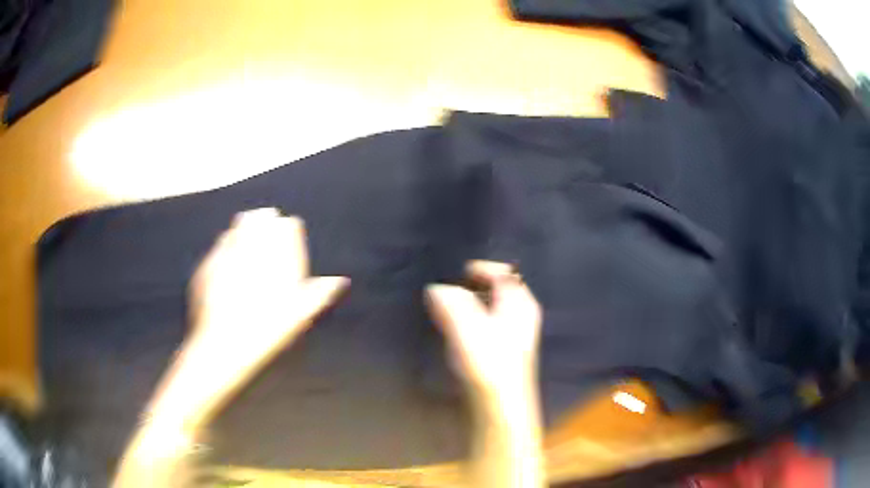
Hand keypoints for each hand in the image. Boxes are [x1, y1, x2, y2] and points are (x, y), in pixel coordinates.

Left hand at [158, 208, 347, 426]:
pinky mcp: (205, 268)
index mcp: (272, 259)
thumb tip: (339, 281)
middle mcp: (246, 251)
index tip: (288, 226)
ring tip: (247, 239)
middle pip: (257, 220)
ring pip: (235, 230)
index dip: (287, 228)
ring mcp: (222, 257)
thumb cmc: (266, 334)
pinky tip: (227, 259)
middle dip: (263, 220)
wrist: (222, 348)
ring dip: (243, 230)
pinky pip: (218, 248)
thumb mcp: (297, 316)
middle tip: (267, 224)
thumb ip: (317, 294)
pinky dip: (225, 248)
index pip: (285, 228)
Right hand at [426, 261, 541, 394]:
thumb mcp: (466, 325)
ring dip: (470, 305)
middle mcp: (521, 314)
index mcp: (520, 303)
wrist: (500, 405)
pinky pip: (486, 325)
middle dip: (473, 287)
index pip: (504, 273)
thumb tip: (437, 289)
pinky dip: (471, 322)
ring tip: (448, 310)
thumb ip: (451, 301)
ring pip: (490, 308)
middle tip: (449, 291)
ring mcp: (514, 334)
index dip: (482, 269)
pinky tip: (456, 334)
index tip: (458, 273)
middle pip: (497, 289)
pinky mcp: (504, 351)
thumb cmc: (488, 362)